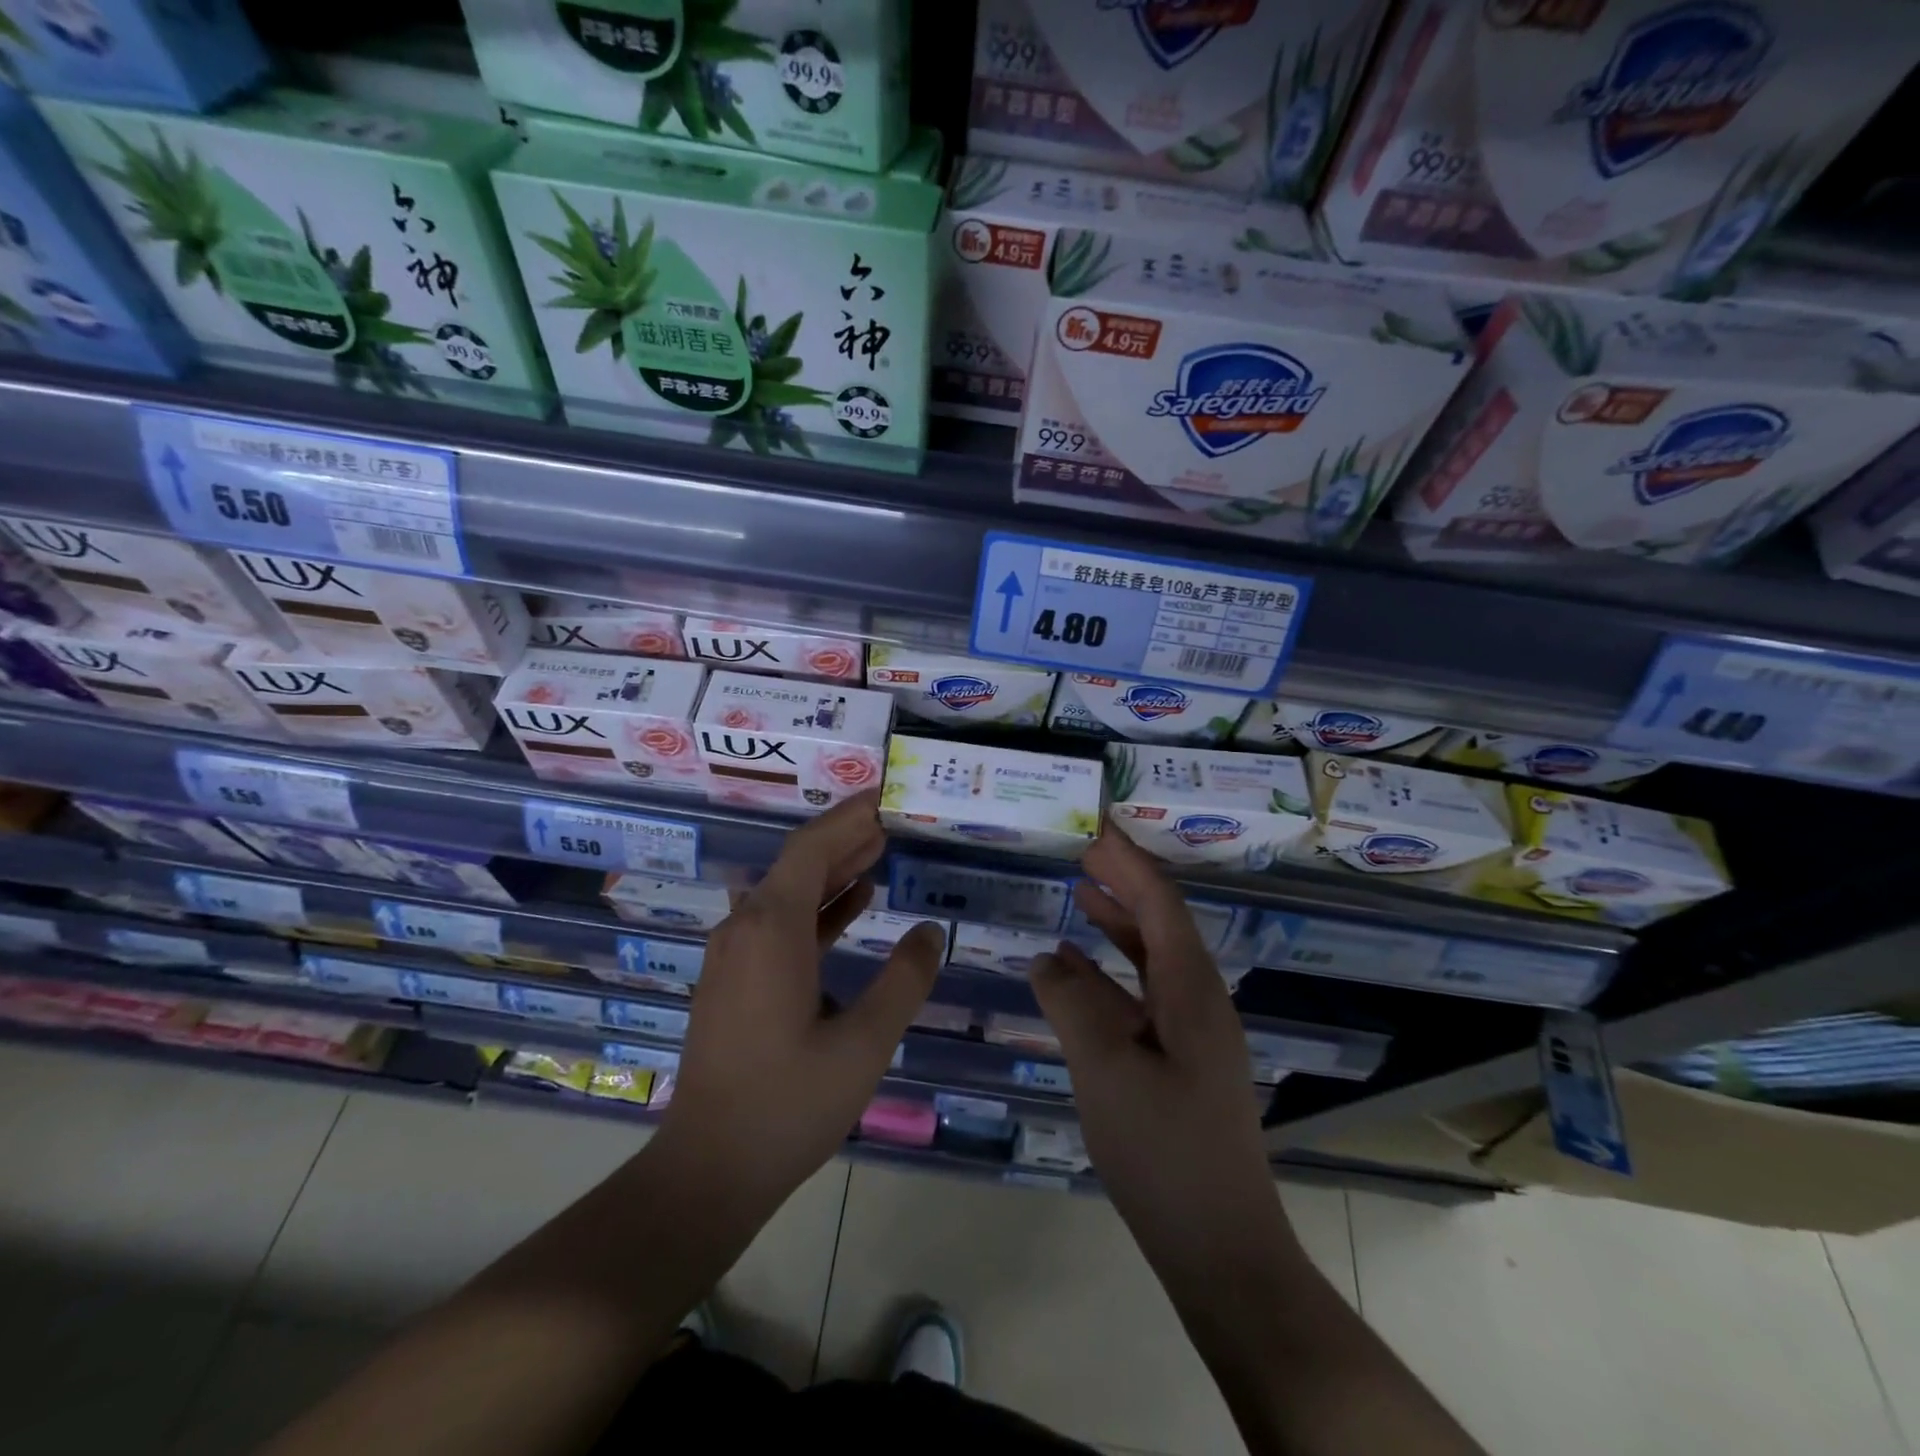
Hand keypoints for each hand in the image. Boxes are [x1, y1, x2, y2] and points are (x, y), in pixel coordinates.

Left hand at [655, 790, 944, 1221]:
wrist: (707, 1169)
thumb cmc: (788, 1105)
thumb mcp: (863, 1044)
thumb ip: (903, 980)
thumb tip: (931, 931)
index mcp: (772, 929)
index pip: (812, 847)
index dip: (850, 816)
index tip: (886, 796)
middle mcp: (746, 927)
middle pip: (799, 862)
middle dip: (847, 836)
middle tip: (896, 818)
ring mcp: (735, 953)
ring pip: (790, 891)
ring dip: (835, 869)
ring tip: (882, 849)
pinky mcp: (735, 978)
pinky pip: (780, 921)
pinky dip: (819, 906)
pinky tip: (855, 903)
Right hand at [1032, 828, 1285, 1266]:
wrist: (1219, 1247)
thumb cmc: (1164, 1151)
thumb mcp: (1106, 1069)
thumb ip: (1072, 1004)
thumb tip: (1046, 958)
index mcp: (1191, 990)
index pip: (1160, 902)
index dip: (1130, 860)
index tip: (1098, 825)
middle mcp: (1199, 1000)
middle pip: (1161, 921)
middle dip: (1124, 880)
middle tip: (1084, 848)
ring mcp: (1192, 1032)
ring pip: (1151, 957)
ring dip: (1118, 922)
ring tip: (1080, 890)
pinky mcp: (1179, 1061)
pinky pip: (1142, 995)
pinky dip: (1110, 973)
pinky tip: (1076, 970)